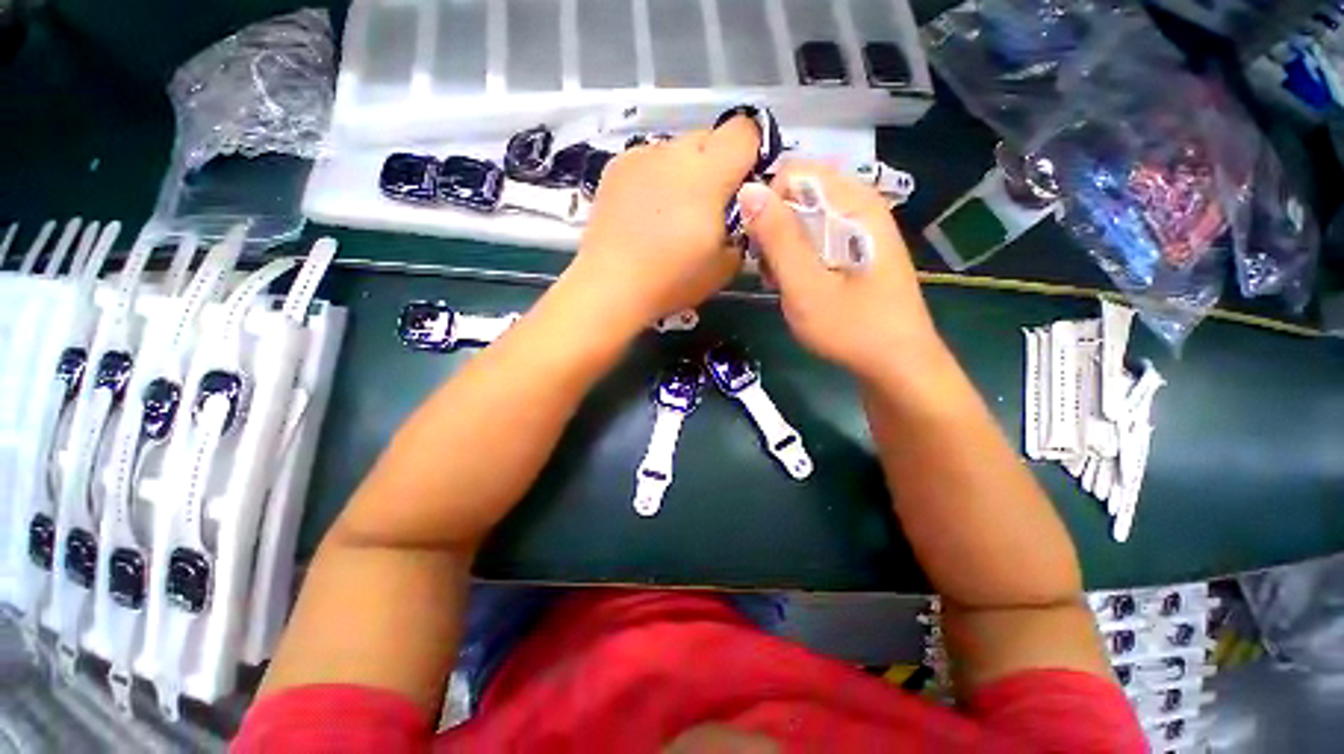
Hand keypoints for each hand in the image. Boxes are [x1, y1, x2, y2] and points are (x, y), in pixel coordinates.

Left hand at [565, 118, 760, 326]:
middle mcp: (674, 153)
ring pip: (675, 149)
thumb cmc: (672, 279)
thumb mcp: (724, 267)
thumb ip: (742, 232)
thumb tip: (739, 218)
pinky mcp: (615, 168)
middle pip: (708, 137)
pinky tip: (644, 211)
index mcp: (708, 174)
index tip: (744, 184)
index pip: (744, 131)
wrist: (612, 285)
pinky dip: (654, 178)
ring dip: (683, 171)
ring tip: (670, 211)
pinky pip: (647, 161)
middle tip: (707, 205)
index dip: (751, 152)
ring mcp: (640, 157)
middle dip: (716, 163)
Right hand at [737, 161, 943, 379]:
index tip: (757, 244)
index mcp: (854, 204)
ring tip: (781, 282)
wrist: (896, 365)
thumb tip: (748, 190)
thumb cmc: (851, 328)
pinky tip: (797, 285)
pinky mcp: (856, 251)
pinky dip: (797, 258)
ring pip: (804, 219)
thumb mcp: (805, 285)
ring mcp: (860, 230)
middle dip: (773, 229)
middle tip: (770, 270)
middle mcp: (860, 207)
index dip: (768, 203)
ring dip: (782, 247)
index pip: (795, 172)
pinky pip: (816, 239)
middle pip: (799, 195)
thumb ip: (778, 238)